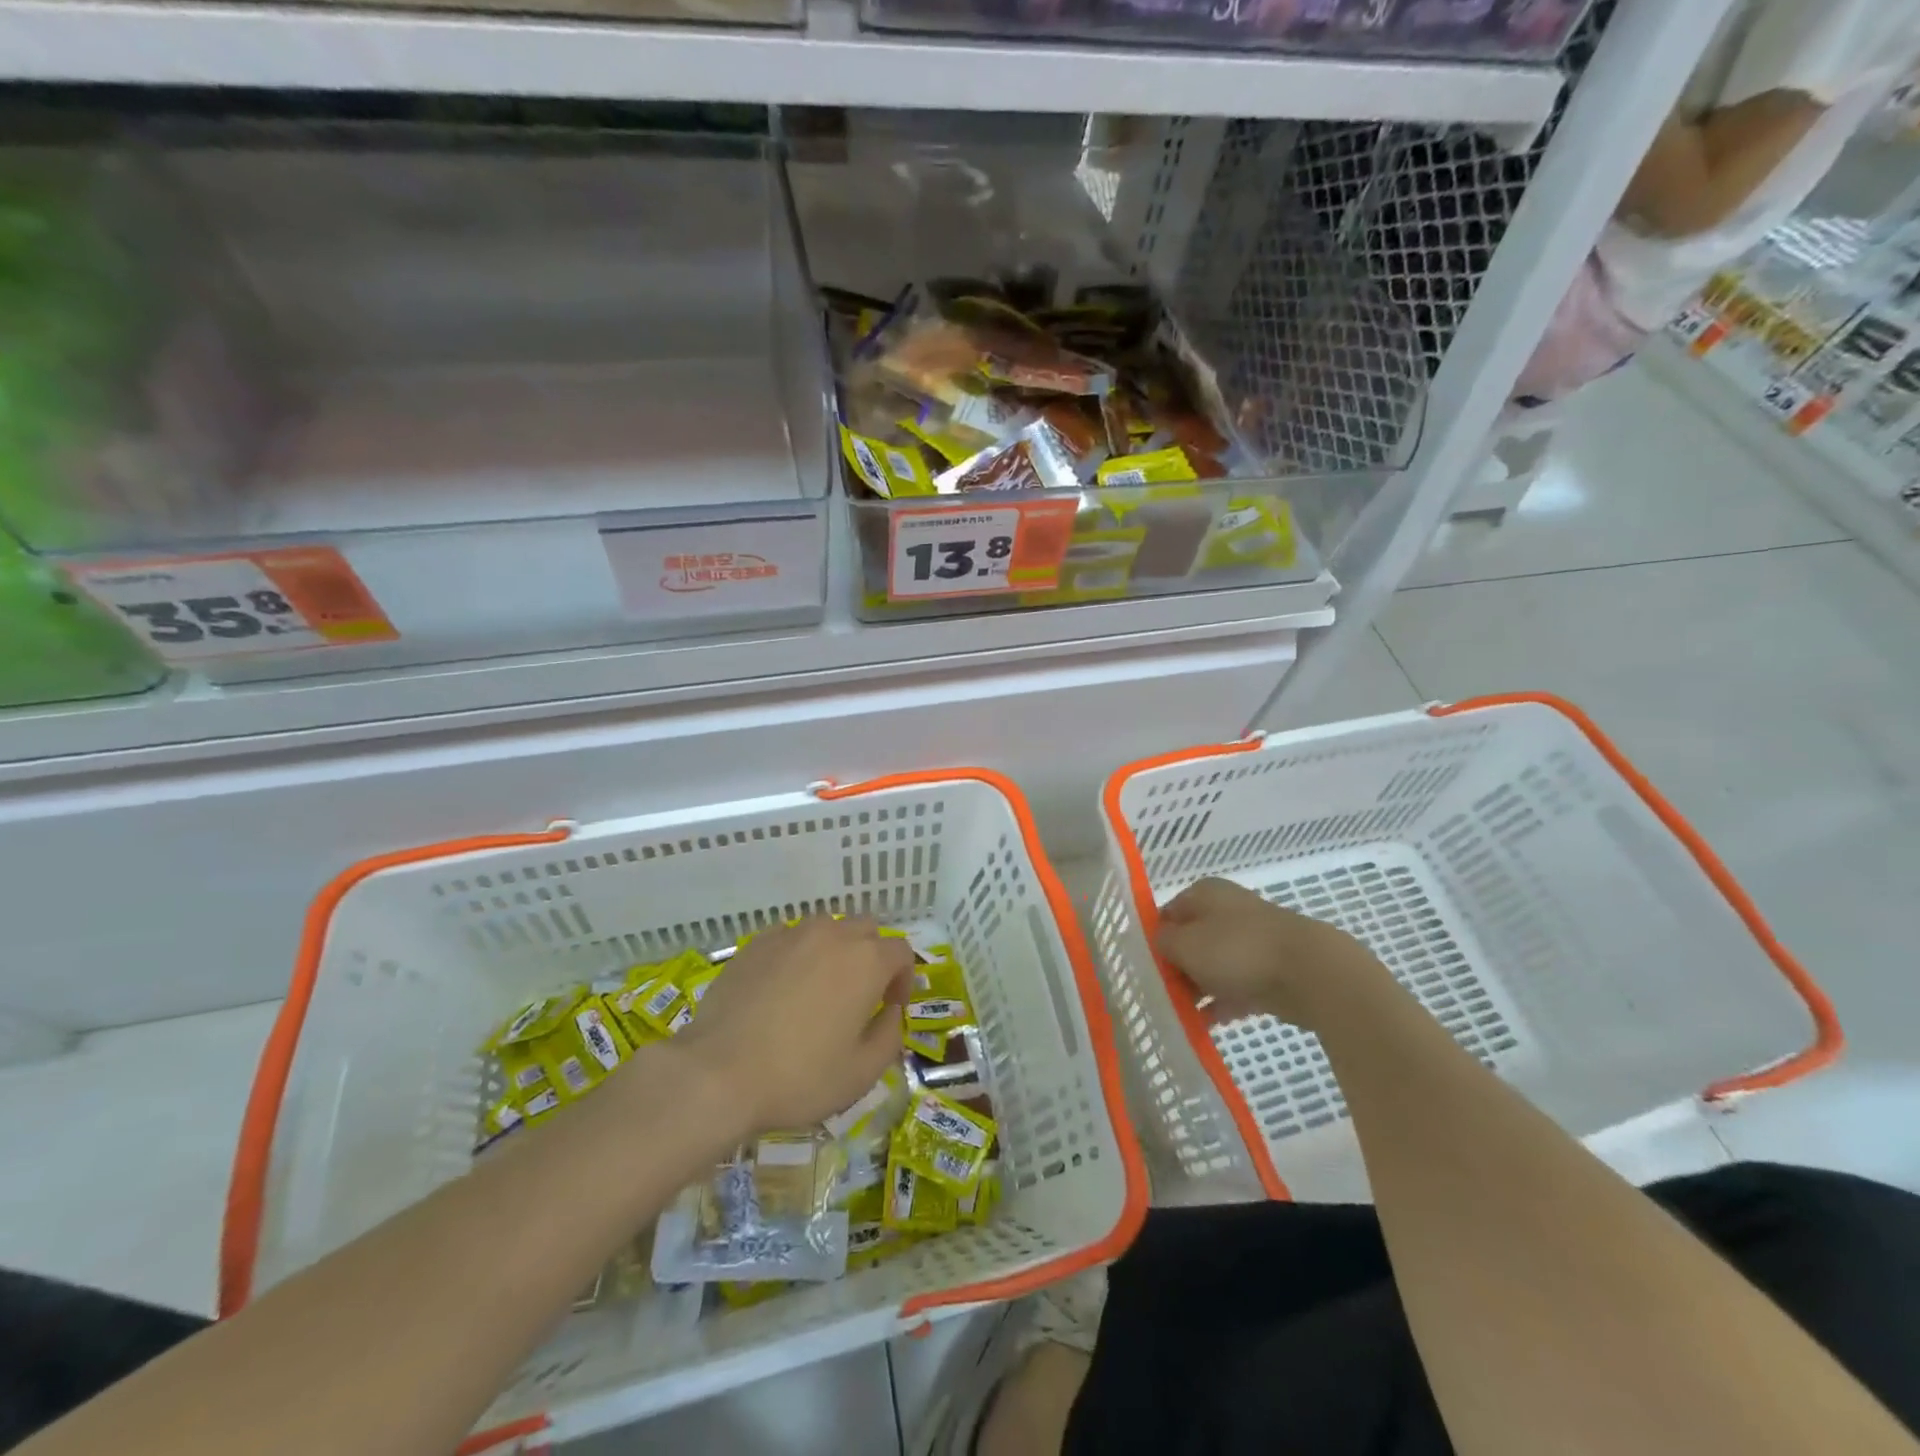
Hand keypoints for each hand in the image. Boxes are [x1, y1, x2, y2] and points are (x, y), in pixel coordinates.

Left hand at [673, 916, 912, 1136]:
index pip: (901, 952)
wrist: (717, 1073)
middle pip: (866, 930)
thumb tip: (890, 1012)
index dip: (903, 978)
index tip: (890, 1008)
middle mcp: (833, 935)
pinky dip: (797, 954)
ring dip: (834, 951)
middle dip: (871, 956)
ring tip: (819, 988)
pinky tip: (782, 988)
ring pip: (827, 928)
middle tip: (859, 996)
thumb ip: (890, 1035)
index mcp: (867, 961)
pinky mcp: (756, 943)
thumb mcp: (862, 1073)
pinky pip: (789, 937)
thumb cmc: (799, 1077)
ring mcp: (791, 934)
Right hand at [1157, 877, 1391, 1029]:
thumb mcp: (1185, 944)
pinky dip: (1222, 1002)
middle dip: (1176, 967)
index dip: (1154, 939)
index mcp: (1205, 893)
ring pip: (1214, 964)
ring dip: (1198, 987)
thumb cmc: (1237, 949)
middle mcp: (1228, 909)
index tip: (1144, 968)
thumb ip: (1163, 942)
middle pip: (1191, 939)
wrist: (1311, 972)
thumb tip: (1158, 941)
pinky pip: (1237, 985)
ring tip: (1179, 1013)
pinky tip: (1206, 1024)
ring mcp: (1252, 939)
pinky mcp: (1272, 969)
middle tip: (1161, 994)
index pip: (1167, 913)